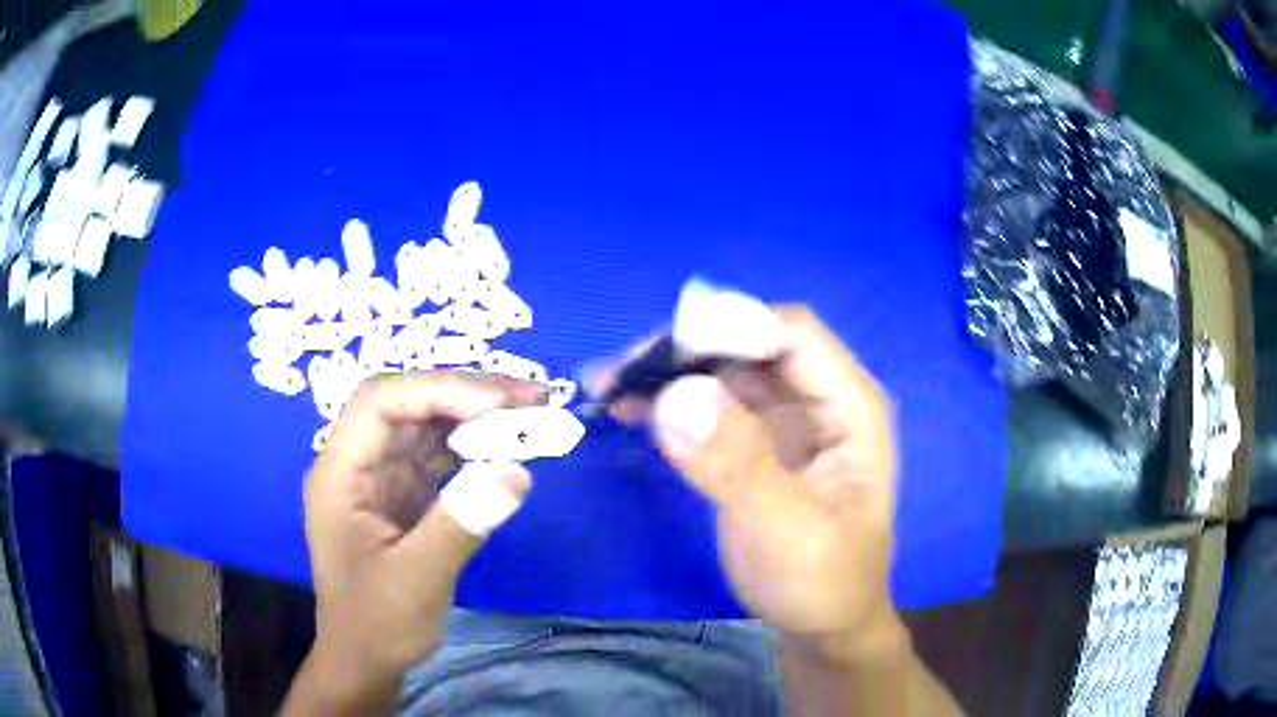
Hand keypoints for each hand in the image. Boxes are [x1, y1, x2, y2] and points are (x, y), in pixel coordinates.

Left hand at [302, 372, 542, 686]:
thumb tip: (518, 469)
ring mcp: (381, 478)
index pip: (381, 401)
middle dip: (467, 394)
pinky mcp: (404, 496)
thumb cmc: (377, 623)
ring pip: (428, 426)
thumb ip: (460, 523)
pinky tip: (508, 448)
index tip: (499, 404)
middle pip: (408, 404)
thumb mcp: (417, 579)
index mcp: (340, 472)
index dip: (439, 390)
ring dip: (477, 416)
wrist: (367, 660)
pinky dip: (476, 449)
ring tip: (532, 413)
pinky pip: (440, 457)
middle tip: (532, 398)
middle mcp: (358, 463)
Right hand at [637, 306, 901, 655]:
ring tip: (608, 386)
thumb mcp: (786, 531)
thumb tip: (678, 394)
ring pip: (723, 370)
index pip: (792, 333)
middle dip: (687, 349)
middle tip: (620, 371)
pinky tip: (624, 408)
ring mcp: (784, 420)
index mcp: (850, 407)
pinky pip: (708, 404)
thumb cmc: (821, 582)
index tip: (658, 353)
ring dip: (669, 372)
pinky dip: (668, 401)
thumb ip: (739, 465)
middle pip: (750, 343)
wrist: (820, 626)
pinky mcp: (753, 443)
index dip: (729, 327)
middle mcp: (819, 399)